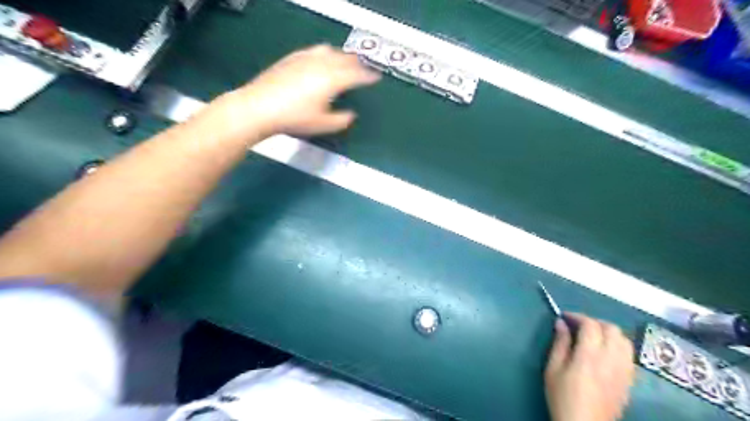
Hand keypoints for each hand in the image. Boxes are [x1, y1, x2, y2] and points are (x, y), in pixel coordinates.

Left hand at [218, 44, 381, 140]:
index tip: (376, 78)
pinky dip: (324, 53)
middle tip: (363, 69)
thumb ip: (342, 120)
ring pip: (330, 51)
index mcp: (333, 80)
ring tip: (344, 61)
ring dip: (341, 56)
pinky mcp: (292, 58)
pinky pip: (314, 50)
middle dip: (357, 64)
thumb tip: (351, 115)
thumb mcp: (323, 125)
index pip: (356, 75)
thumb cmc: (295, 118)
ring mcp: (306, 58)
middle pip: (345, 59)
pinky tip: (321, 58)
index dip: (368, 77)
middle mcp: (322, 64)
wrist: (260, 107)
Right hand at [546, 313, 630, 420]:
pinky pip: (629, 355)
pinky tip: (604, 353)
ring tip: (593, 337)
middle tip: (578, 326)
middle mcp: (611, 359)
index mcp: (590, 356)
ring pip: (625, 340)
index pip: (591, 325)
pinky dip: (618, 346)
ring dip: (609, 333)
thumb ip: (560, 343)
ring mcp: (624, 371)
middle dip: (594, 322)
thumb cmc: (563, 397)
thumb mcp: (553, 369)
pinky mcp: (629, 381)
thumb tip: (561, 323)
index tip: (564, 317)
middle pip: (612, 329)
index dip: (577, 316)